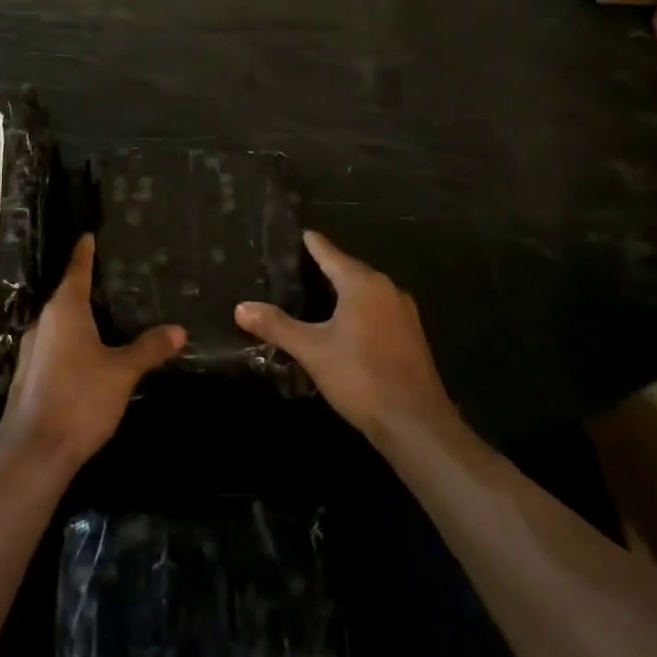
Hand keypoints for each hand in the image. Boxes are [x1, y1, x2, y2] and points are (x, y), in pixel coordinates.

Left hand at [0, 235, 184, 474]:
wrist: (33, 454)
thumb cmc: (80, 400)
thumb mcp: (122, 372)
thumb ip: (149, 349)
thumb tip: (178, 330)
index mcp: (64, 311)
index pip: (77, 270)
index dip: (85, 252)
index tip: (89, 235)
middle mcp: (44, 323)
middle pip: (67, 295)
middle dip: (87, 285)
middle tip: (115, 277)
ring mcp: (32, 350)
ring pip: (60, 323)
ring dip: (80, 316)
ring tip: (108, 314)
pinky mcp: (30, 376)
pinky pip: (55, 345)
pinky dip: (73, 340)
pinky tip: (90, 353)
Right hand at [236, 231, 454, 445]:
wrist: (415, 423)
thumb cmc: (360, 376)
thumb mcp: (312, 350)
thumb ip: (277, 326)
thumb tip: (241, 308)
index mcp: (363, 284)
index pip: (331, 254)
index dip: (313, 244)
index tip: (300, 233)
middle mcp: (387, 290)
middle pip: (351, 270)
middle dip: (327, 267)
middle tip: (299, 266)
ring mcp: (404, 314)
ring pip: (367, 292)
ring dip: (345, 291)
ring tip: (317, 293)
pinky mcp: (411, 337)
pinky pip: (378, 311)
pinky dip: (359, 310)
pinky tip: (345, 325)